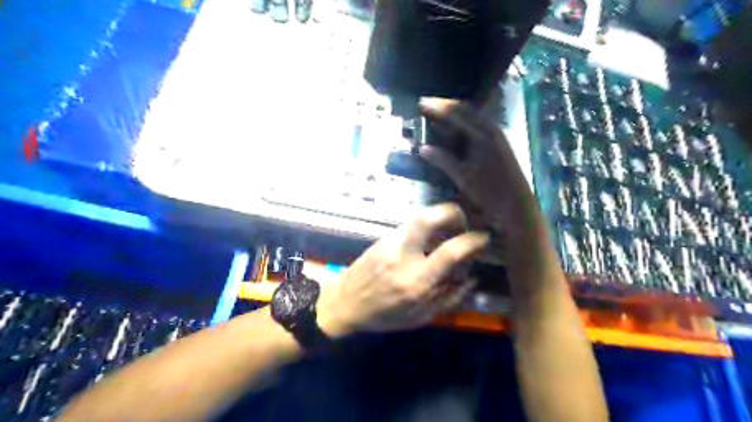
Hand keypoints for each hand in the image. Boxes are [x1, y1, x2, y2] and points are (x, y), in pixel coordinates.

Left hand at [314, 202, 487, 334]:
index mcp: (416, 281)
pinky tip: (428, 236)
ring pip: (418, 216)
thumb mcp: (420, 318)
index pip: (450, 252)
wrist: (344, 303)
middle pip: (429, 218)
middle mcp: (403, 255)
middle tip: (463, 221)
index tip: (483, 237)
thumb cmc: (384, 315)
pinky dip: (425, 224)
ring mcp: (390, 242)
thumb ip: (449, 299)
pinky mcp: (382, 237)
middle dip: (452, 212)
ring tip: (448, 228)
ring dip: (438, 217)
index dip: (472, 241)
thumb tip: (471, 278)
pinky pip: (409, 224)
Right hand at [418, 97, 540, 239]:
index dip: (438, 106)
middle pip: (466, 110)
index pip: (457, 112)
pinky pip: (479, 126)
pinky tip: (455, 132)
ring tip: (438, 117)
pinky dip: (464, 125)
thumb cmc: (490, 193)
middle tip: (427, 107)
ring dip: (456, 115)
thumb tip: (423, 148)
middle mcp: (492, 130)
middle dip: (446, 107)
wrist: (517, 206)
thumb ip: (443, 160)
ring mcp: (497, 136)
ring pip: (473, 117)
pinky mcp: (499, 144)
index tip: (421, 103)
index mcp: (483, 134)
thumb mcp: (463, 177)